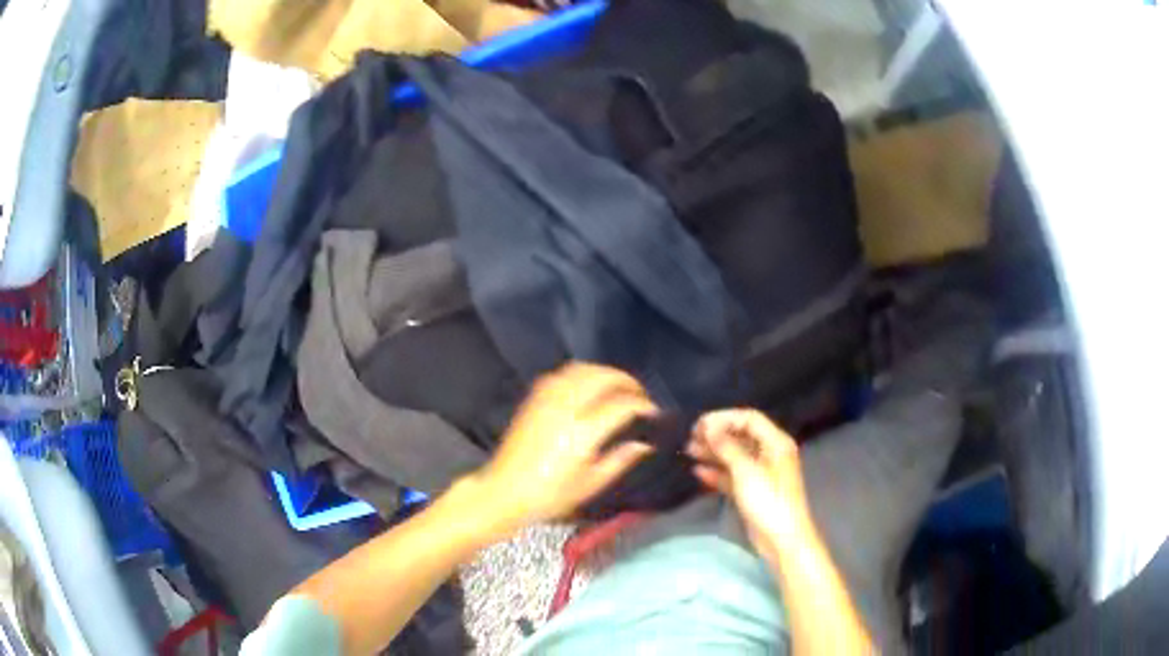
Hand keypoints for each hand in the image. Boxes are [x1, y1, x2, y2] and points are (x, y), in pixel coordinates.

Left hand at [468, 362, 657, 535]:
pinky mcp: (533, 398)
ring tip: (618, 388)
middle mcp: (565, 408)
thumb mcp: (590, 484)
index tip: (654, 413)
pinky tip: (589, 387)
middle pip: (603, 377)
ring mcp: (546, 399)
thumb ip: (620, 460)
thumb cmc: (550, 496)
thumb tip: (645, 444)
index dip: (643, 406)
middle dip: (627, 382)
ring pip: (582, 369)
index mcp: (582, 433)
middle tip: (640, 396)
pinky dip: (582, 374)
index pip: (621, 405)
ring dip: (605, 373)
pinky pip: (562, 374)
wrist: (504, 492)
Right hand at [687, 409, 812, 560]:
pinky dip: (717, 472)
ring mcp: (761, 473)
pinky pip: (733, 475)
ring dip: (713, 452)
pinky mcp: (752, 491)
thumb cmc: (768, 501)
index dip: (724, 418)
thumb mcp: (746, 471)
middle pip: (741, 436)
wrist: (781, 539)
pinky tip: (698, 472)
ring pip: (735, 456)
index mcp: (776, 443)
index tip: (700, 424)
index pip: (749, 419)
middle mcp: (770, 453)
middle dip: (716, 435)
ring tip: (689, 451)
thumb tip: (709, 427)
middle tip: (690, 437)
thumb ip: (727, 447)